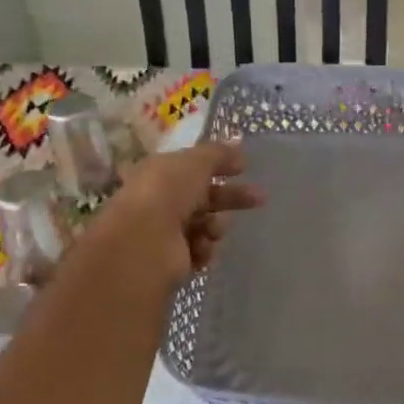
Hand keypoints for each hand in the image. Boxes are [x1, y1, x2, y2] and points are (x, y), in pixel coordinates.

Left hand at [89, 141, 262, 285]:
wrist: (144, 242)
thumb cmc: (167, 193)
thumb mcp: (196, 162)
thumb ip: (218, 153)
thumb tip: (237, 143)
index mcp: (160, 173)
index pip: (194, 168)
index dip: (220, 165)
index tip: (245, 167)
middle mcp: (161, 201)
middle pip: (204, 197)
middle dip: (231, 197)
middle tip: (259, 198)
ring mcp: (165, 231)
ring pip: (206, 225)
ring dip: (215, 226)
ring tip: (212, 230)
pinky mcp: (172, 259)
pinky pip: (201, 251)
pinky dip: (204, 249)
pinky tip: (200, 249)